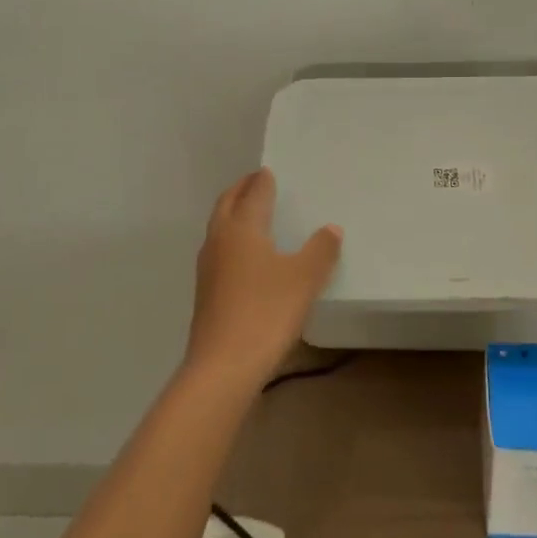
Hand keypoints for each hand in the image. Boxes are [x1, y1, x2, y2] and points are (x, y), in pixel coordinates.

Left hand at [186, 168, 342, 391]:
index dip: (262, 181)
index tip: (269, 171)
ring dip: (233, 214)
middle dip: (241, 190)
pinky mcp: (206, 293)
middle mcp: (220, 241)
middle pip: (227, 205)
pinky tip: (246, 257)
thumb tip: (331, 228)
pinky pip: (219, 251)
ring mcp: (208, 268)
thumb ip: (320, 250)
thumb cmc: (266, 312)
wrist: (223, 366)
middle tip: (256, 182)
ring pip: (219, 228)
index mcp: (242, 228)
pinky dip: (232, 240)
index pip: (253, 193)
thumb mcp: (304, 279)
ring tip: (251, 213)